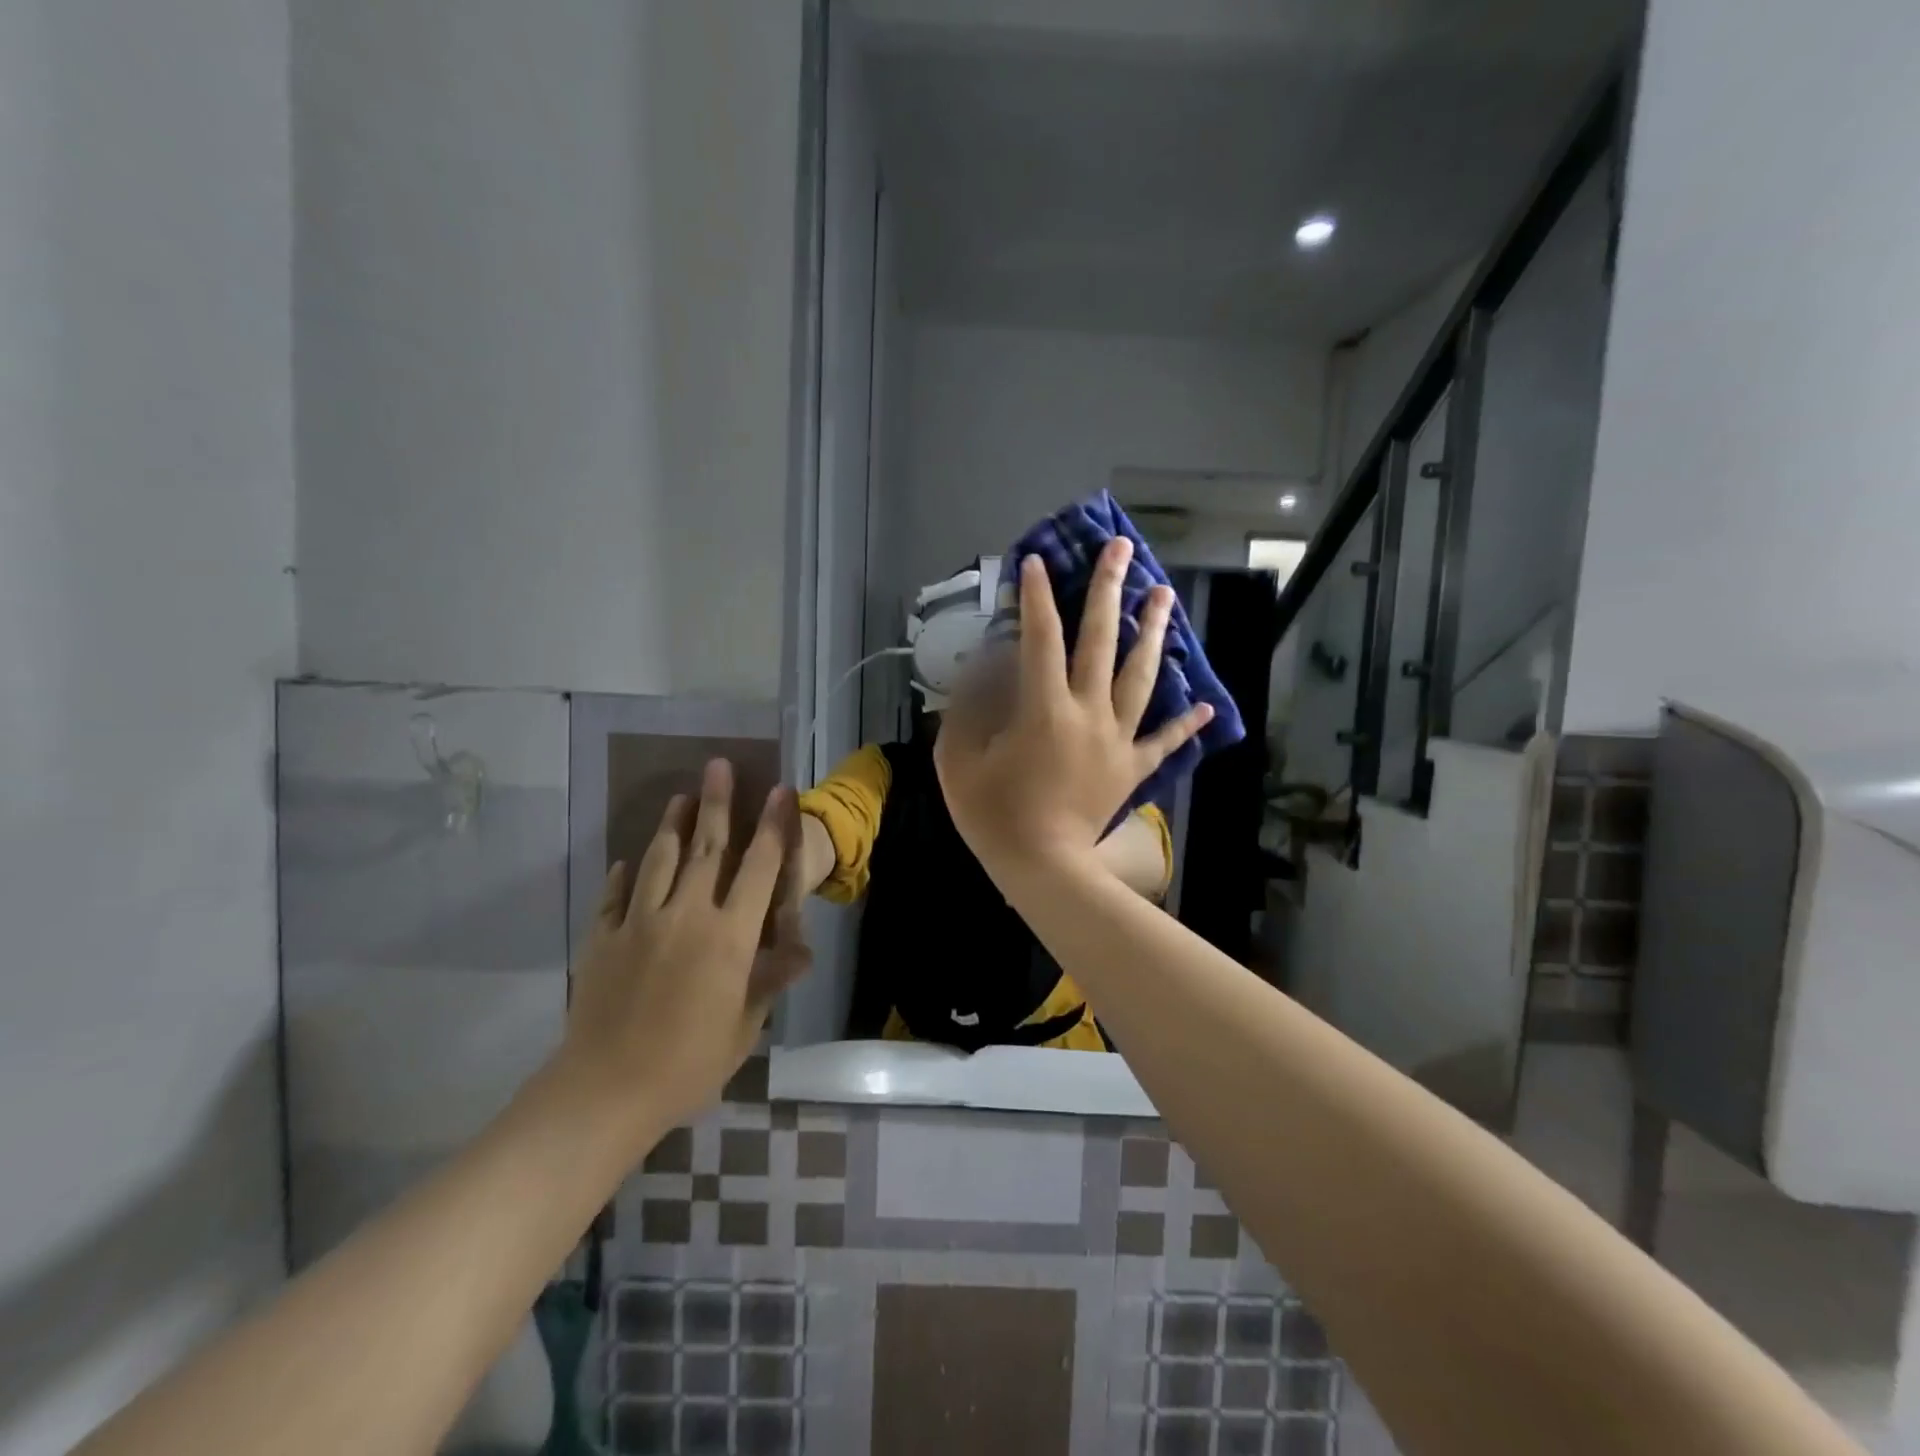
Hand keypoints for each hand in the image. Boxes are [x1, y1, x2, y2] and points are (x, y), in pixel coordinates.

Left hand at [557, 760, 810, 1138]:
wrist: (606, 1090)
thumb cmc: (689, 1063)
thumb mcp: (744, 1027)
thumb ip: (769, 981)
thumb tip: (802, 952)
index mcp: (730, 936)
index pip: (758, 868)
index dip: (772, 827)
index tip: (779, 791)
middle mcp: (687, 915)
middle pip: (706, 848)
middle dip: (717, 803)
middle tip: (718, 765)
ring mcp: (640, 922)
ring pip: (659, 859)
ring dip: (672, 825)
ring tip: (680, 797)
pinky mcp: (603, 937)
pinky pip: (615, 895)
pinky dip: (623, 874)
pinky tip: (626, 862)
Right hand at [935, 538, 1211, 880]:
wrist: (1043, 869)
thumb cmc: (994, 816)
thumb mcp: (958, 760)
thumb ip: (966, 710)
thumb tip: (982, 673)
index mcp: (1043, 707)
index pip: (1039, 638)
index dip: (1035, 597)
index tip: (1035, 562)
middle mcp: (1088, 712)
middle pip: (1102, 641)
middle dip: (1109, 590)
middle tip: (1122, 548)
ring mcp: (1116, 739)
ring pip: (1141, 677)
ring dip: (1153, 633)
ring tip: (1164, 595)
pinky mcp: (1131, 768)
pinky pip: (1162, 742)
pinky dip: (1183, 724)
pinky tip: (1203, 704)